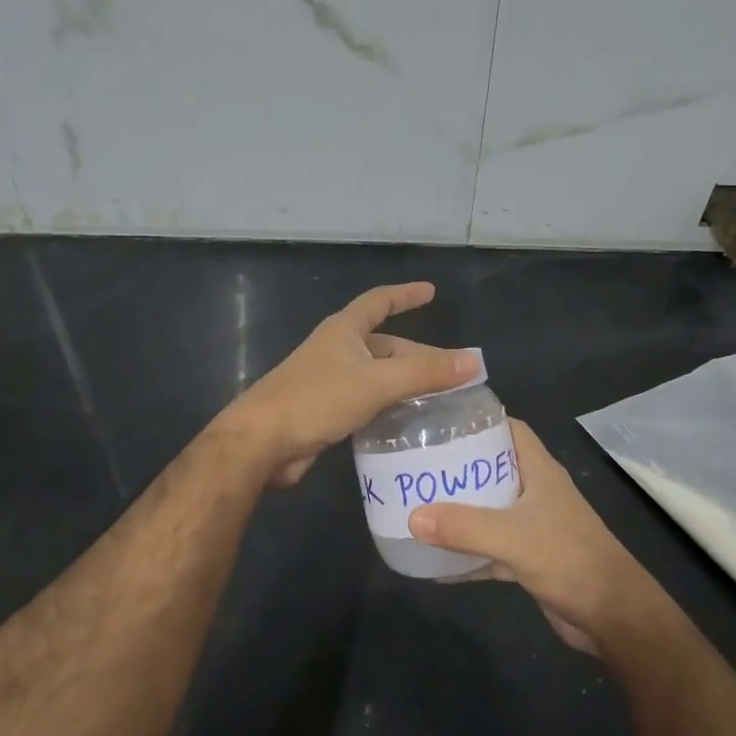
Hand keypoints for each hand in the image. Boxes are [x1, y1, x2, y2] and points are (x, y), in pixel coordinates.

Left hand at [215, 282, 478, 487]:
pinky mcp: (325, 412)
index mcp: (344, 331)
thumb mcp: (376, 382)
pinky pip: (367, 402)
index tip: (430, 291)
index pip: (379, 301)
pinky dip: (389, 407)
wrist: (261, 443)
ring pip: (377, 376)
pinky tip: (408, 423)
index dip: (405, 295)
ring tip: (440, 399)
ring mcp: (329, 382)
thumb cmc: (316, 399)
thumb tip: (474, 362)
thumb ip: (425, 374)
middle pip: (384, 345)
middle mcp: (336, 351)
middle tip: (453, 372)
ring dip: (406, 384)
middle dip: (417, 355)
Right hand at [410, 420, 665, 654]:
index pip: (510, 430)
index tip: (440, 424)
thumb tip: (412, 516)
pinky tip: (434, 564)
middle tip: (416, 466)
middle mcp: (536, 493)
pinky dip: (466, 554)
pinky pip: (490, 549)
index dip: (479, 423)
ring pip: (489, 510)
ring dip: (459, 511)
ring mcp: (534, 526)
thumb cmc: (569, 559)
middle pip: (492, 469)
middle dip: (458, 468)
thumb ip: (463, 526)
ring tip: (418, 506)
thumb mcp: (512, 537)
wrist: (613, 616)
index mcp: (540, 471)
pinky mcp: (530, 558)